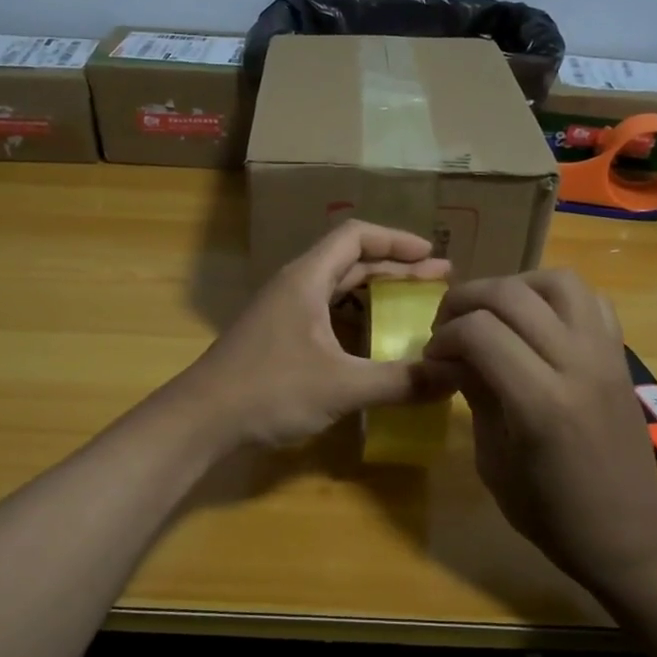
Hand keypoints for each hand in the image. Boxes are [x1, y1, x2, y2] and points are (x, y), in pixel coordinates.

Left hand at [172, 221, 452, 448]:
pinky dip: (356, 322)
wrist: (201, 420)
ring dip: (375, 296)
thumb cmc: (269, 390)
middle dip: (396, 270)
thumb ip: (400, 381)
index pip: (355, 236)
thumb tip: (455, 376)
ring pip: (337, 291)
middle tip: (439, 284)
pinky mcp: (277, 338)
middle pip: (350, 262)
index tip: (434, 256)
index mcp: (306, 278)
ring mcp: (283, 313)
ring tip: (414, 310)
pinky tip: (375, 345)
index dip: (397, 241)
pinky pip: (326, 316)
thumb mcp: (342, 386)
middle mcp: (294, 286)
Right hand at [424, 270, 656, 587]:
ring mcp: (605, 355)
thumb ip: (475, 394)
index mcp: (540, 402)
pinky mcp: (620, 355)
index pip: (480, 332)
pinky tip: (535, 323)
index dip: (444, 336)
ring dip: (514, 287)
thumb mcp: (494, 460)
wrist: (627, 534)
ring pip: (558, 282)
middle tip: (446, 327)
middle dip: (466, 301)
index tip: (432, 357)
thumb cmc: (550, 512)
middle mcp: (577, 365)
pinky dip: (555, 298)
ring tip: (492, 313)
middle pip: (512, 296)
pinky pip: (591, 300)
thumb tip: (449, 355)